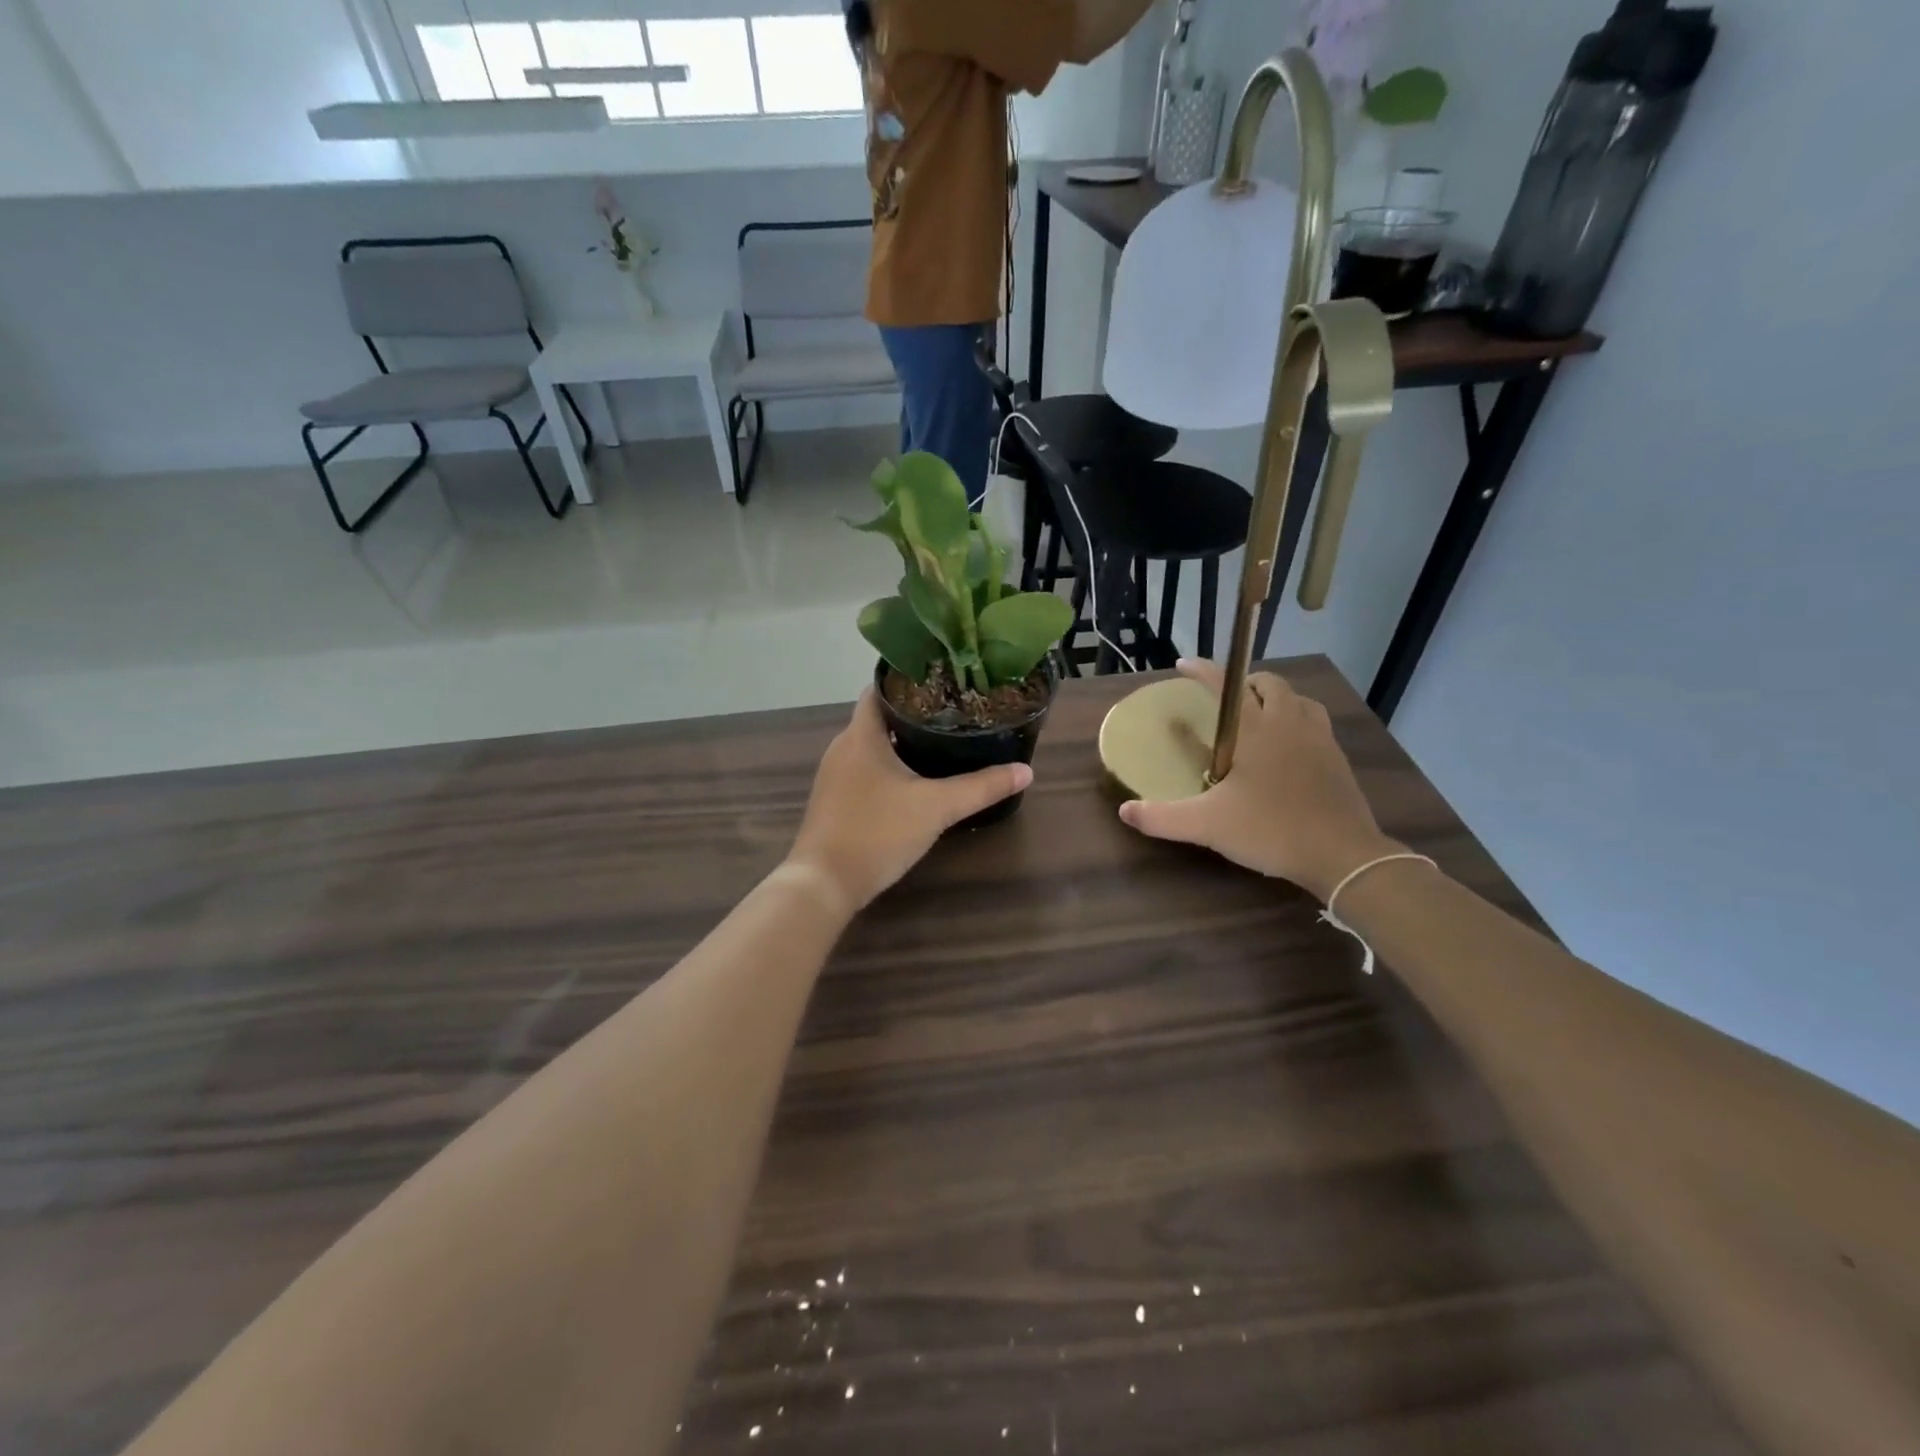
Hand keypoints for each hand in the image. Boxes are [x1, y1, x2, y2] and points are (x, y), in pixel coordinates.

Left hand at [786, 689, 1032, 913]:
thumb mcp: (936, 807)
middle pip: (878, 717)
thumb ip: (981, 788)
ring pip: (871, 746)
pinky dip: (888, 767)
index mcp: (860, 735)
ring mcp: (834, 776)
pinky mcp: (834, 801)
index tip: (943, 681)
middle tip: (953, 712)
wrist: (823, 884)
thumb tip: (1026, 771)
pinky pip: (864, 770)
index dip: (909, 680)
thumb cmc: (877, 832)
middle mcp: (842, 748)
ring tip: (941, 742)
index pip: (879, 689)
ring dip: (900, 742)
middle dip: (913, 712)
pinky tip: (914, 781)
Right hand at [1118, 660, 1401, 900]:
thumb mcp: (1207, 826)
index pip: (1226, 686)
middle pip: (1271, 684)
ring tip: (1259, 717)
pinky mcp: (1338, 760)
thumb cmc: (1271, 830)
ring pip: (1299, 700)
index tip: (1183, 665)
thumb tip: (1124, 812)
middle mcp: (1290, 724)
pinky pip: (1316, 724)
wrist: (1342, 855)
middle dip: (1245, 682)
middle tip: (1225, 700)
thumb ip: (1162, 818)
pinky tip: (1288, 748)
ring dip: (1277, 699)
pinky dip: (1298, 721)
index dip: (1203, 671)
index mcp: (1257, 730)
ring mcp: (1319, 740)